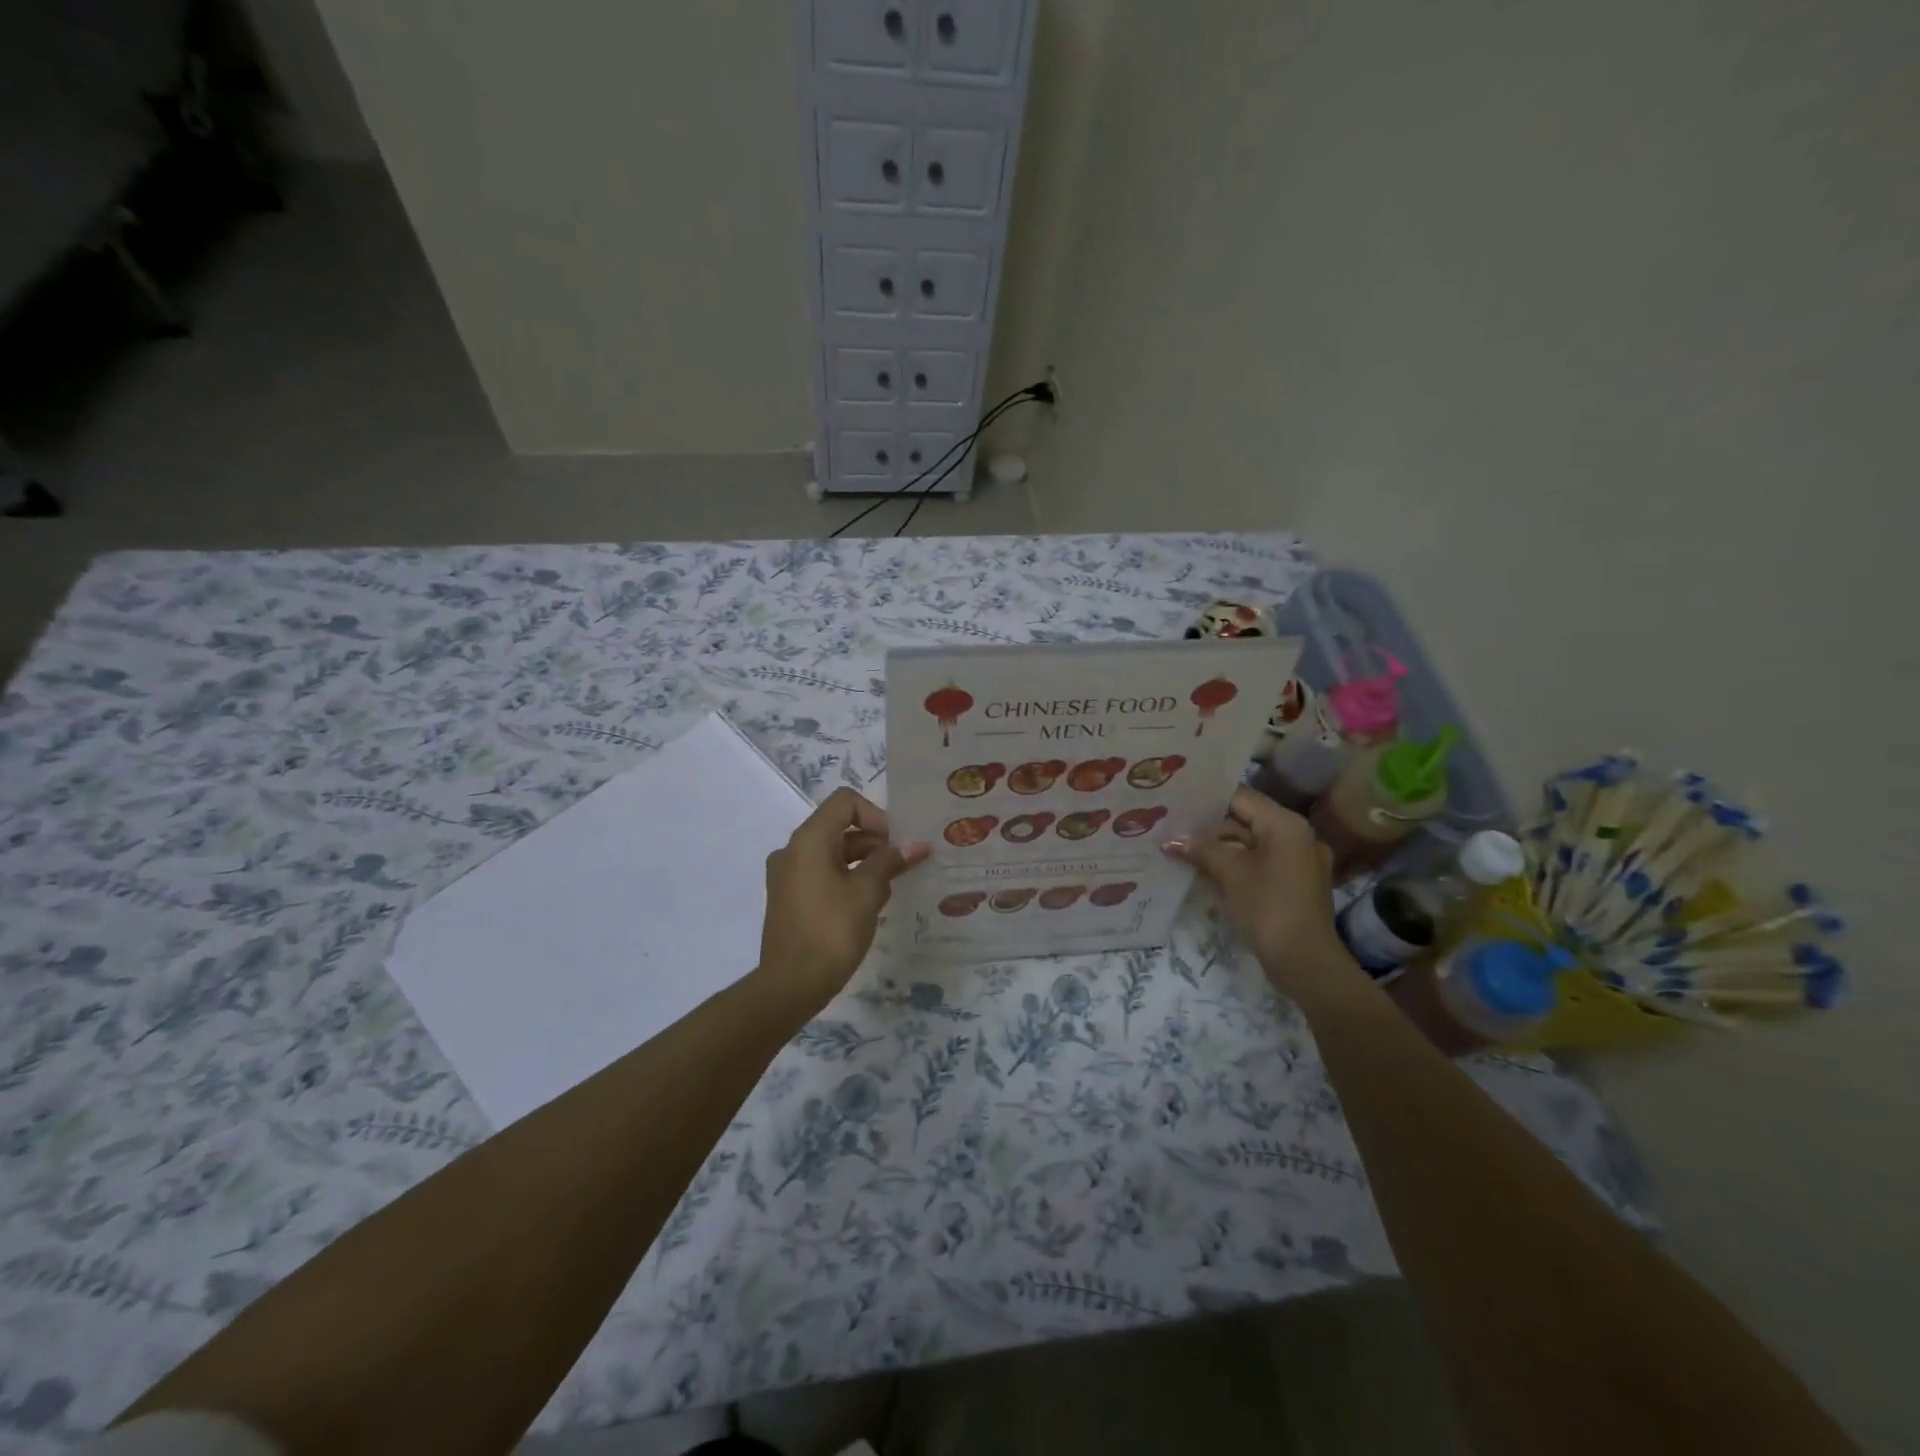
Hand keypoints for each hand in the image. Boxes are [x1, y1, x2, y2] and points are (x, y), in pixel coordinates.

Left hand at [757, 788, 928, 1012]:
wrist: (790, 985)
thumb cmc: (831, 931)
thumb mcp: (868, 893)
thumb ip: (891, 862)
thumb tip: (916, 844)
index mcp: (809, 839)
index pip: (845, 802)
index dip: (876, 816)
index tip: (895, 845)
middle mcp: (793, 849)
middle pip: (839, 826)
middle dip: (875, 842)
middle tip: (902, 867)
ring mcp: (787, 874)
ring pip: (832, 852)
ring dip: (864, 862)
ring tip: (889, 889)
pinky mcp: (789, 897)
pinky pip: (822, 872)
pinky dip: (847, 877)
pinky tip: (868, 904)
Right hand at [1164, 787, 1361, 1003]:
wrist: (1305, 962)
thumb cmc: (1268, 907)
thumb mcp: (1230, 873)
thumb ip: (1200, 849)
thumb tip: (1170, 839)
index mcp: (1285, 824)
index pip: (1240, 797)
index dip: (1206, 798)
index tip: (1176, 801)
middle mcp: (1297, 835)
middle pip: (1245, 819)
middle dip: (1209, 827)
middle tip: (1172, 828)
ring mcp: (1298, 860)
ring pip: (1251, 843)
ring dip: (1220, 848)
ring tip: (1183, 850)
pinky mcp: (1294, 883)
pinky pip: (1261, 862)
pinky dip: (1236, 864)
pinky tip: (1206, 871)